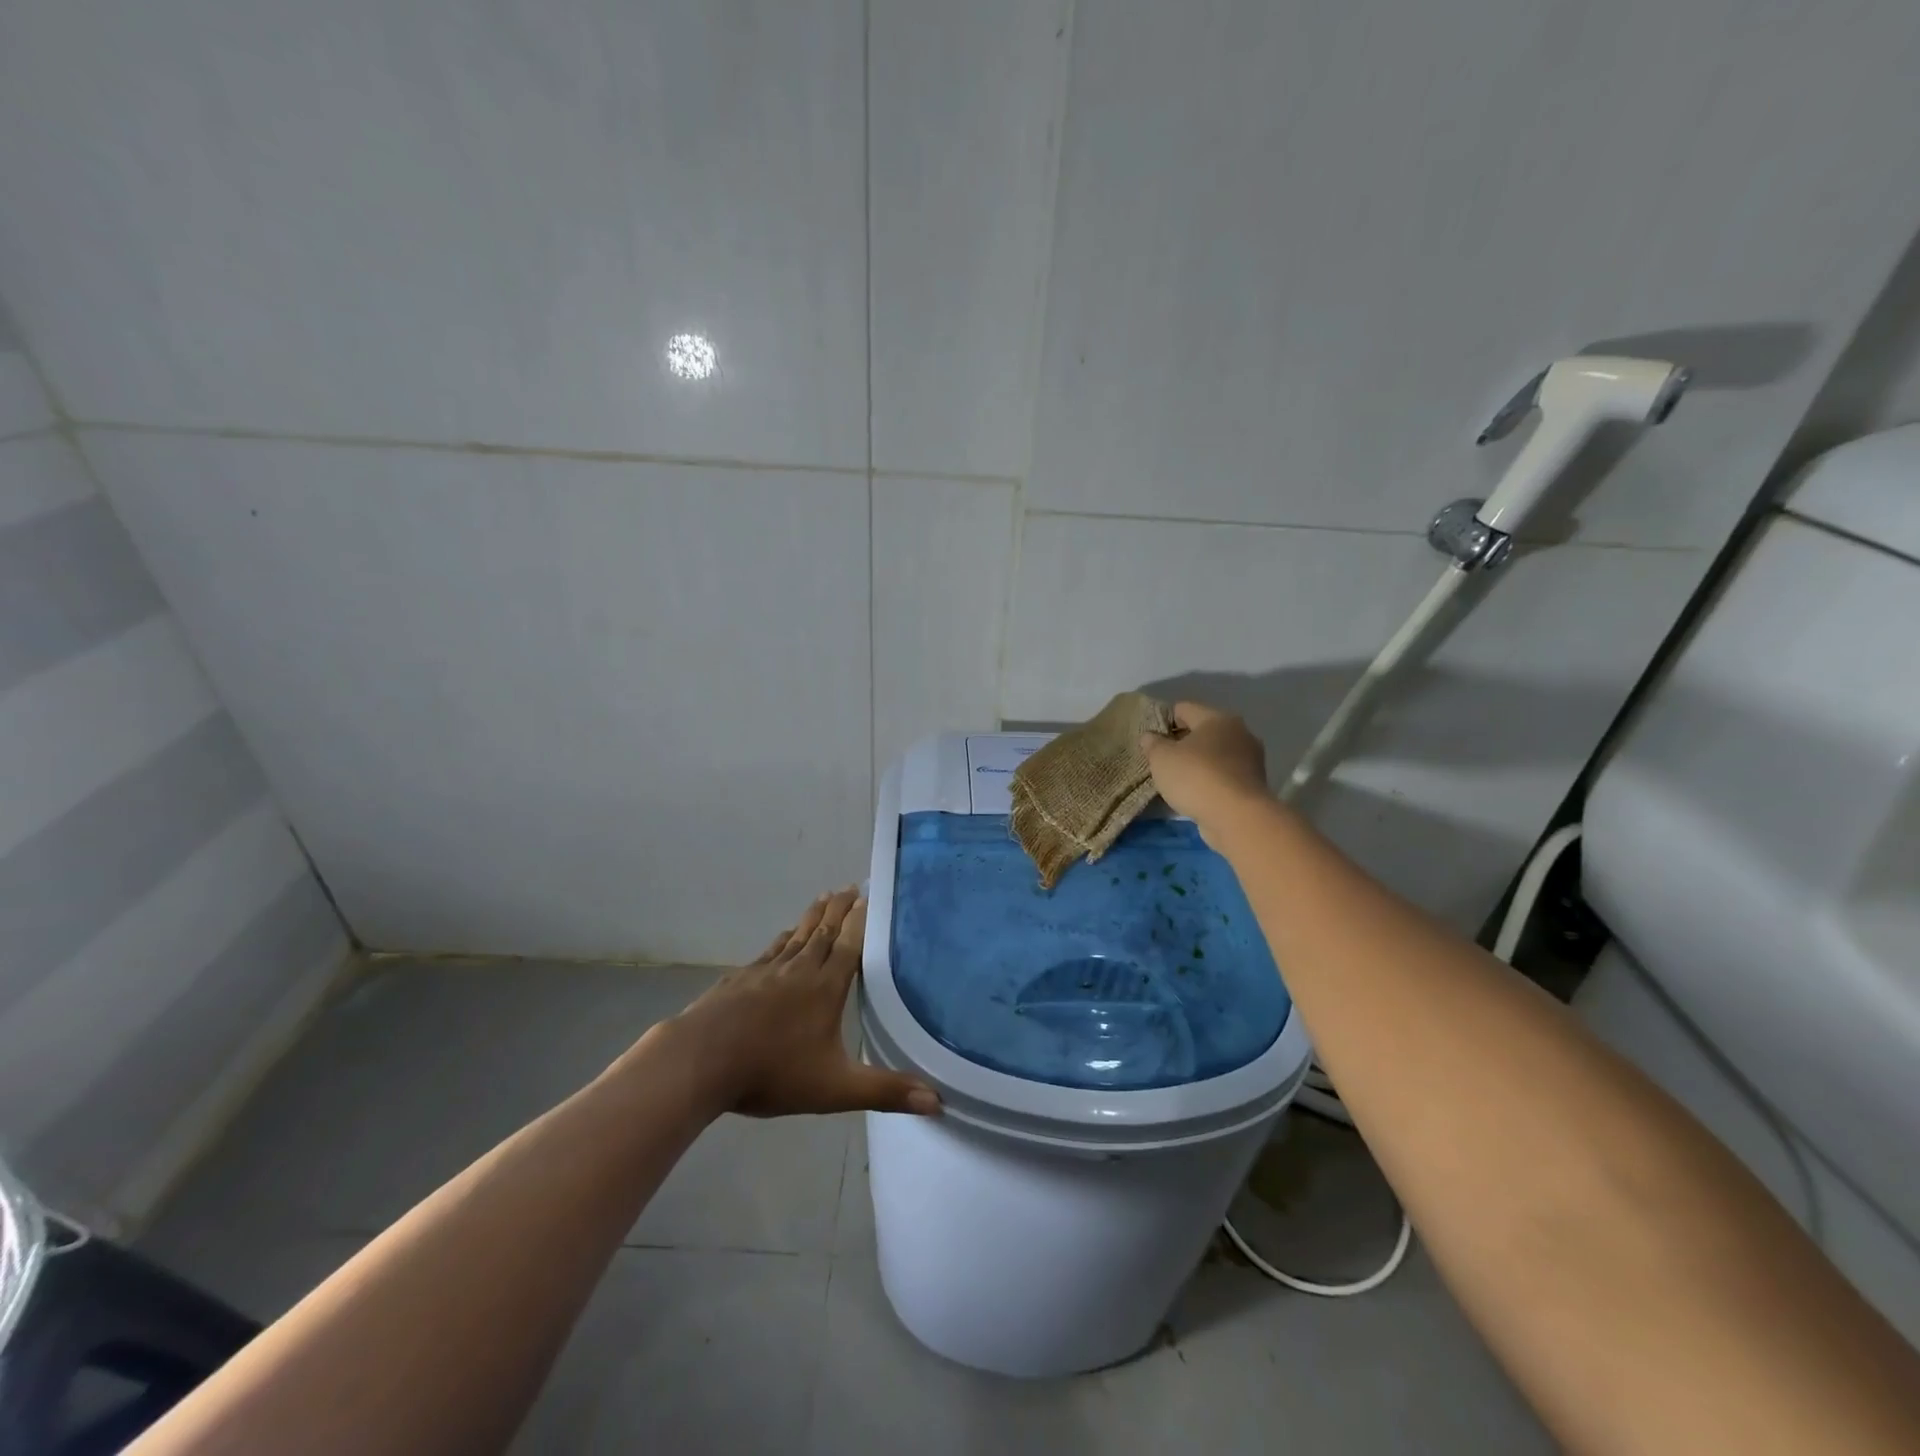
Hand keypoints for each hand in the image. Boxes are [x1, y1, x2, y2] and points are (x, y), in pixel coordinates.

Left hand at [662, 888, 940, 1118]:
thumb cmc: (772, 1072)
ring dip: (813, 917)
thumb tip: (937, 1101)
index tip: (867, 896)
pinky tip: (784, 936)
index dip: (859, 921)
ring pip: (797, 936)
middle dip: (838, 909)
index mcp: (825, 988)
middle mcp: (799, 970)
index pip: (849, 946)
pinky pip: (771, 950)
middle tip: (849, 886)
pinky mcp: (740, 979)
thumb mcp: (835, 1089)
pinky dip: (783, 939)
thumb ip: (885, 1091)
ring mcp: (766, 971)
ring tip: (823, 899)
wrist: (701, 1061)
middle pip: (823, 932)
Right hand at [1140, 701, 1273, 834]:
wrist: (1237, 817)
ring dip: (1199, 763)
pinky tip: (1196, 793)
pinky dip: (1211, 780)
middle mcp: (1239, 732)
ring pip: (1216, 754)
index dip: (1164, 721)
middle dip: (1183, 742)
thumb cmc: (1196, 777)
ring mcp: (1251, 759)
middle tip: (1162, 759)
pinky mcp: (1254, 784)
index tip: (1151, 739)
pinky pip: (1225, 774)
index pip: (1184, 708)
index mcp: (1217, 718)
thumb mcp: (1161, 758)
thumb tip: (1150, 736)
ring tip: (1178, 779)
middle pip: (1203, 731)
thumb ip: (1153, 744)